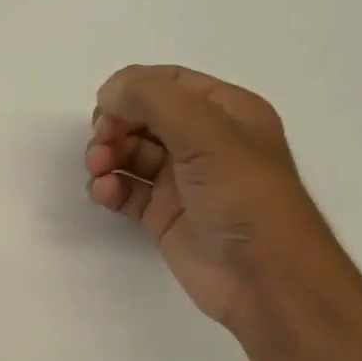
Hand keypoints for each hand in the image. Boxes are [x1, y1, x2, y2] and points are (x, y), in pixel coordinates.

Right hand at [86, 65, 346, 333]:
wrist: (262, 277)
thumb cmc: (244, 197)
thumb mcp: (206, 133)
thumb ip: (154, 99)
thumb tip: (109, 91)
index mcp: (225, 112)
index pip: (168, 83)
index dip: (132, 91)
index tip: (105, 112)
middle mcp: (203, 142)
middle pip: (143, 118)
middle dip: (115, 127)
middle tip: (100, 147)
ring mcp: (182, 181)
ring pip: (130, 154)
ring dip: (107, 157)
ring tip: (98, 172)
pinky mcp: (164, 215)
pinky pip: (127, 191)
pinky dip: (110, 189)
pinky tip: (104, 194)